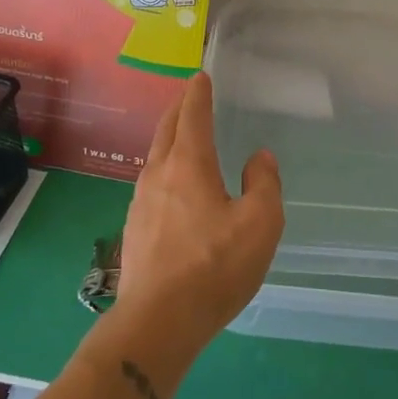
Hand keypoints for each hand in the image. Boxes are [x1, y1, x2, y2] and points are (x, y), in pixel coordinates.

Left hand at [115, 73, 284, 353]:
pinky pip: (151, 185)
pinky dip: (164, 169)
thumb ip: (263, 184)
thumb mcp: (260, 223)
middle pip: (166, 131)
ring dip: (169, 139)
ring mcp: (140, 203)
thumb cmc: (215, 266)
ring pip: (155, 158)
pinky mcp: (134, 230)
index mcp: (189, 165)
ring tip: (181, 137)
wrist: (158, 321)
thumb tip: (258, 158)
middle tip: (189, 97)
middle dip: (178, 109)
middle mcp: (159, 175)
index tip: (200, 77)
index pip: (192, 116)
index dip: (198, 94)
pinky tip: (172, 188)